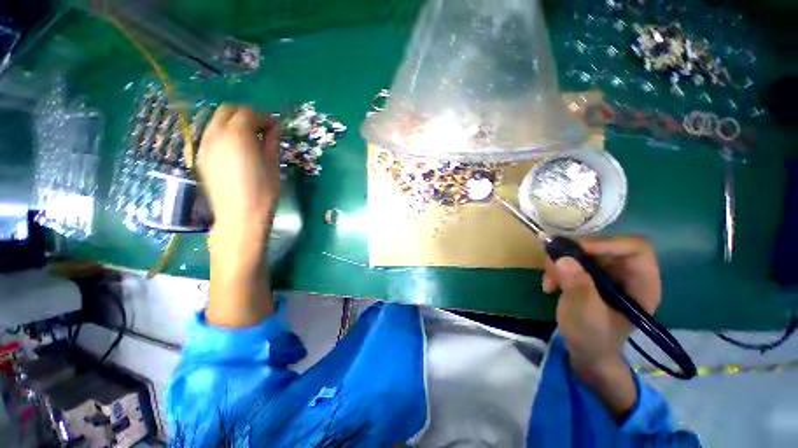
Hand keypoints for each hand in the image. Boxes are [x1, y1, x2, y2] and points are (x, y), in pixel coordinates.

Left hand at [198, 105, 281, 231]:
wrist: (240, 215)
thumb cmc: (263, 191)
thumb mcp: (273, 164)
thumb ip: (272, 142)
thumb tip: (274, 129)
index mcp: (237, 135)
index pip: (249, 113)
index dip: (265, 117)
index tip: (276, 127)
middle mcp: (216, 134)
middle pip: (228, 110)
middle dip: (246, 115)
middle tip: (262, 128)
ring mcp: (204, 145)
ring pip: (216, 121)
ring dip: (234, 123)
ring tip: (249, 139)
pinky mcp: (200, 157)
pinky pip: (211, 135)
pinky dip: (224, 134)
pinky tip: (236, 149)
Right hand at [542, 236, 660, 416]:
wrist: (585, 350)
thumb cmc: (593, 338)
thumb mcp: (585, 315)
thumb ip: (578, 287)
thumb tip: (562, 258)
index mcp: (642, 284)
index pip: (635, 248)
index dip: (607, 244)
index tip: (575, 252)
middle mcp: (627, 273)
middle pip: (604, 245)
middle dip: (573, 254)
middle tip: (552, 265)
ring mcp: (608, 272)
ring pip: (583, 251)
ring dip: (560, 262)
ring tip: (548, 281)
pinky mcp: (590, 274)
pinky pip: (571, 259)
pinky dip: (556, 267)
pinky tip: (550, 284)